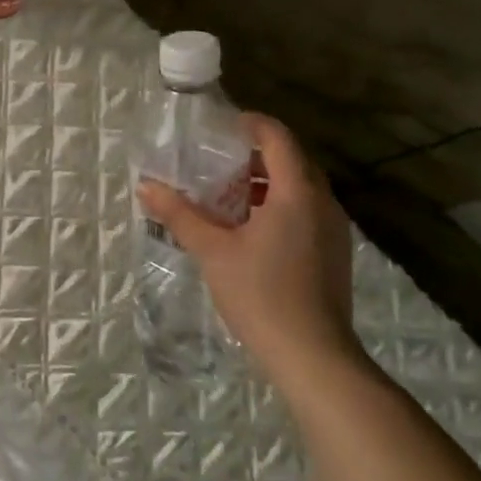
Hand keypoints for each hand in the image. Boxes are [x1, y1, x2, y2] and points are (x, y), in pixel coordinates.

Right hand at [137, 112, 362, 390]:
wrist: (313, 356)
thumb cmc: (261, 294)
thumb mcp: (212, 250)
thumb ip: (180, 214)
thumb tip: (145, 186)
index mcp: (297, 193)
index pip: (278, 138)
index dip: (252, 124)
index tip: (224, 125)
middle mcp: (323, 203)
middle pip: (292, 161)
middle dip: (255, 155)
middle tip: (217, 161)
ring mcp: (334, 230)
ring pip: (300, 188)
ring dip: (266, 183)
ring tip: (227, 195)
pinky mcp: (334, 253)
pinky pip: (307, 211)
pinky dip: (279, 205)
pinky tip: (250, 229)